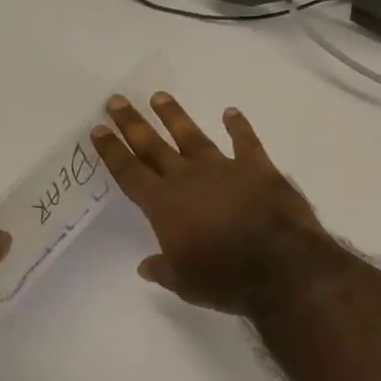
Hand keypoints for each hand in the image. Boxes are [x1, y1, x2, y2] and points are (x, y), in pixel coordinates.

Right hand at [92, 93, 327, 313]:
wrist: (282, 265)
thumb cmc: (226, 278)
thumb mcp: (186, 283)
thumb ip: (164, 269)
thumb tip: (147, 265)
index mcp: (165, 206)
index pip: (130, 173)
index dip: (113, 151)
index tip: (99, 130)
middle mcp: (190, 179)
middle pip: (154, 146)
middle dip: (134, 124)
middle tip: (117, 101)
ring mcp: (225, 168)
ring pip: (193, 136)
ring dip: (175, 116)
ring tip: (159, 96)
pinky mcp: (258, 168)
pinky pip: (245, 142)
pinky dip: (239, 127)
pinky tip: (231, 112)